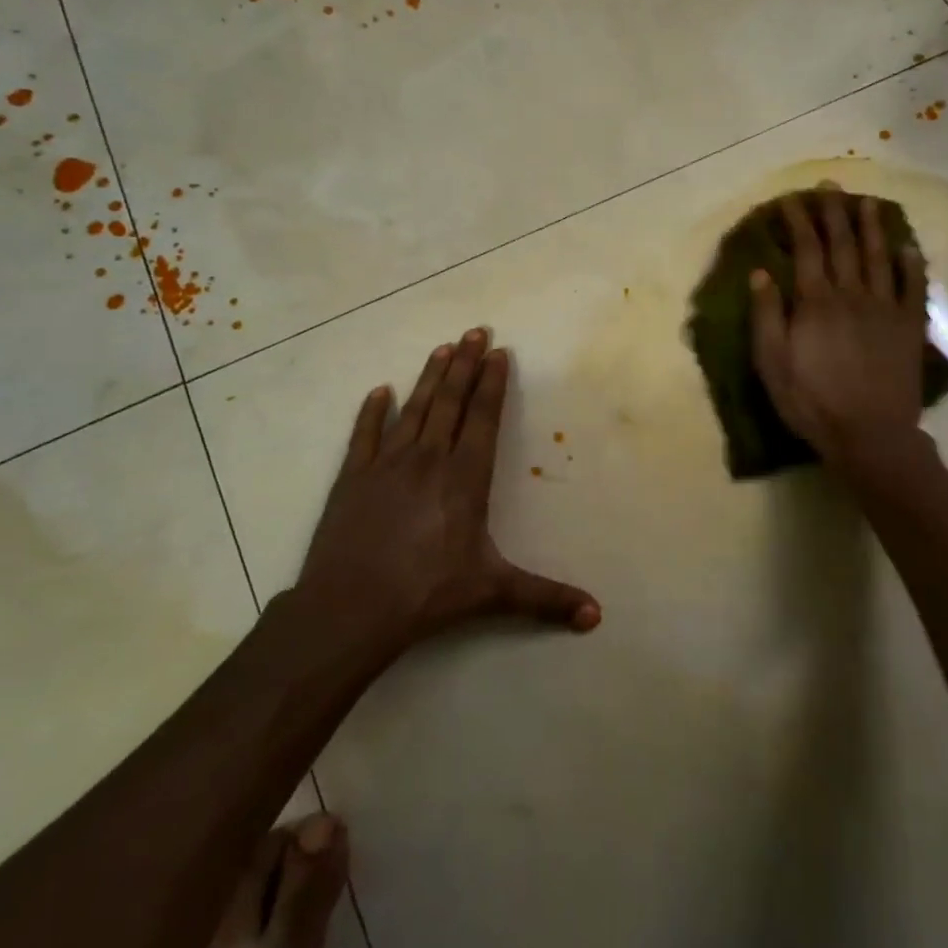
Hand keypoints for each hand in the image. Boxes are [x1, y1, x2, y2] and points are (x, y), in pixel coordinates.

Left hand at [289, 329, 600, 652]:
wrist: (350, 608)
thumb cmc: (427, 594)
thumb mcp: (493, 593)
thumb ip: (546, 599)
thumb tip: (597, 616)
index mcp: (464, 478)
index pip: (482, 418)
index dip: (492, 384)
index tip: (498, 352)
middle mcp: (428, 459)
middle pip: (450, 402)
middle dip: (465, 365)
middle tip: (474, 331)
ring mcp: (386, 465)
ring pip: (413, 410)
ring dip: (429, 378)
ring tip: (442, 348)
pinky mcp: (353, 478)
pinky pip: (364, 435)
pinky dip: (371, 412)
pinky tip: (379, 391)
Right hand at [750, 189, 928, 469]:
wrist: (869, 434)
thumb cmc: (811, 401)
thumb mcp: (772, 363)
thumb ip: (767, 315)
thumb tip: (761, 273)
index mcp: (816, 303)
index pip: (806, 250)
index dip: (799, 222)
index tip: (792, 199)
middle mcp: (851, 295)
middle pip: (843, 245)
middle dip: (834, 213)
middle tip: (830, 187)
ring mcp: (885, 309)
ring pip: (878, 257)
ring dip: (871, 228)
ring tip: (867, 203)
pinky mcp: (908, 327)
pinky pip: (913, 287)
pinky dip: (912, 265)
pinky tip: (908, 248)